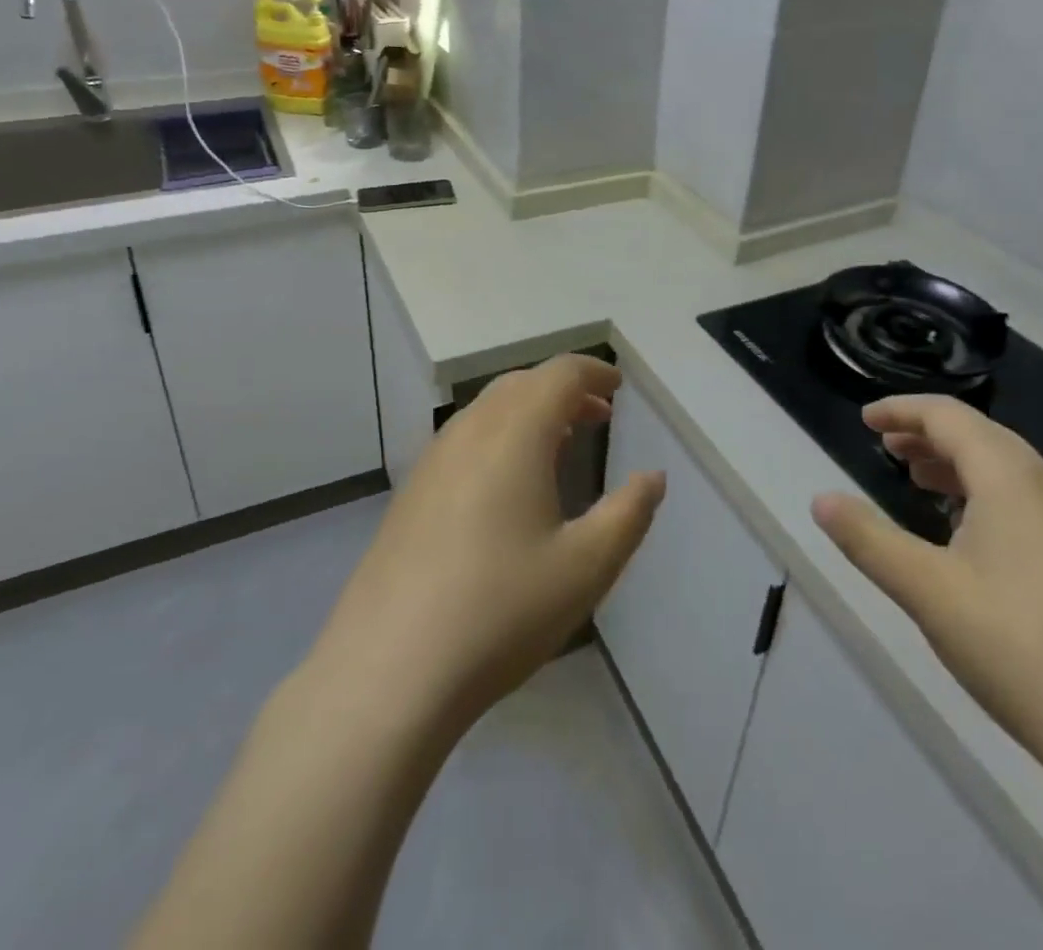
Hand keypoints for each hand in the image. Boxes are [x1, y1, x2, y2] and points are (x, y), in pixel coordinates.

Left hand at [310, 355, 665, 730]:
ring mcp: (433, 460)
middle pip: (521, 384)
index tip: (618, 388)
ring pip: (488, 409)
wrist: (389, 669)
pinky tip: (507, 485)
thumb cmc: (501, 610)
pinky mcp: (411, 492)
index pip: (559, 375)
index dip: (593, 373)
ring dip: (529, 411)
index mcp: (515, 434)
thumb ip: (628, 514)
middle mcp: (470, 431)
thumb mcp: (586, 567)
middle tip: (598, 415)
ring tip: (559, 443)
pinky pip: (464, 438)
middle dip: (564, 390)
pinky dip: (499, 435)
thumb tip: (653, 478)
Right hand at [812, 395, 1042, 792]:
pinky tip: (974, 538)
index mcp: (1011, 478)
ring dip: (959, 466)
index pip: (949, 417)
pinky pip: (1031, 504)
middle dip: (929, 436)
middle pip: (983, 438)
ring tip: (922, 483)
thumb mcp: (925, 589)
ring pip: (1010, 472)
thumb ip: (868, 538)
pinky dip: (988, 497)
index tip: (866, 419)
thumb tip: (820, 500)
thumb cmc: (1018, 647)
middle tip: (889, 448)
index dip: (903, 411)